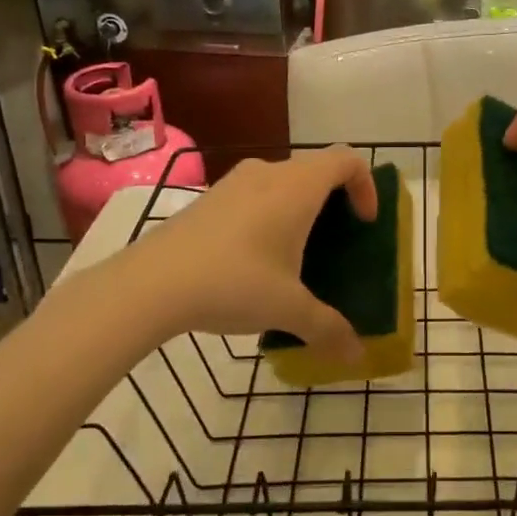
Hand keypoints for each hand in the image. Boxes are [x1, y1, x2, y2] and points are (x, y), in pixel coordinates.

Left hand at [101, 149, 375, 365]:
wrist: (150, 284)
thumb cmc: (233, 283)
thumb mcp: (288, 310)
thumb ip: (328, 328)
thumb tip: (356, 355)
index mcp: (297, 187)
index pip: (346, 159)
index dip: (366, 185)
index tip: (364, 223)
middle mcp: (268, 173)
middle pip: (316, 168)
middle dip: (335, 199)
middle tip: (337, 240)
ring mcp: (233, 182)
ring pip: (282, 180)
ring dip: (299, 206)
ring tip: (296, 252)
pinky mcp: (208, 199)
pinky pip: (254, 194)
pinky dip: (269, 213)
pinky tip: (254, 259)